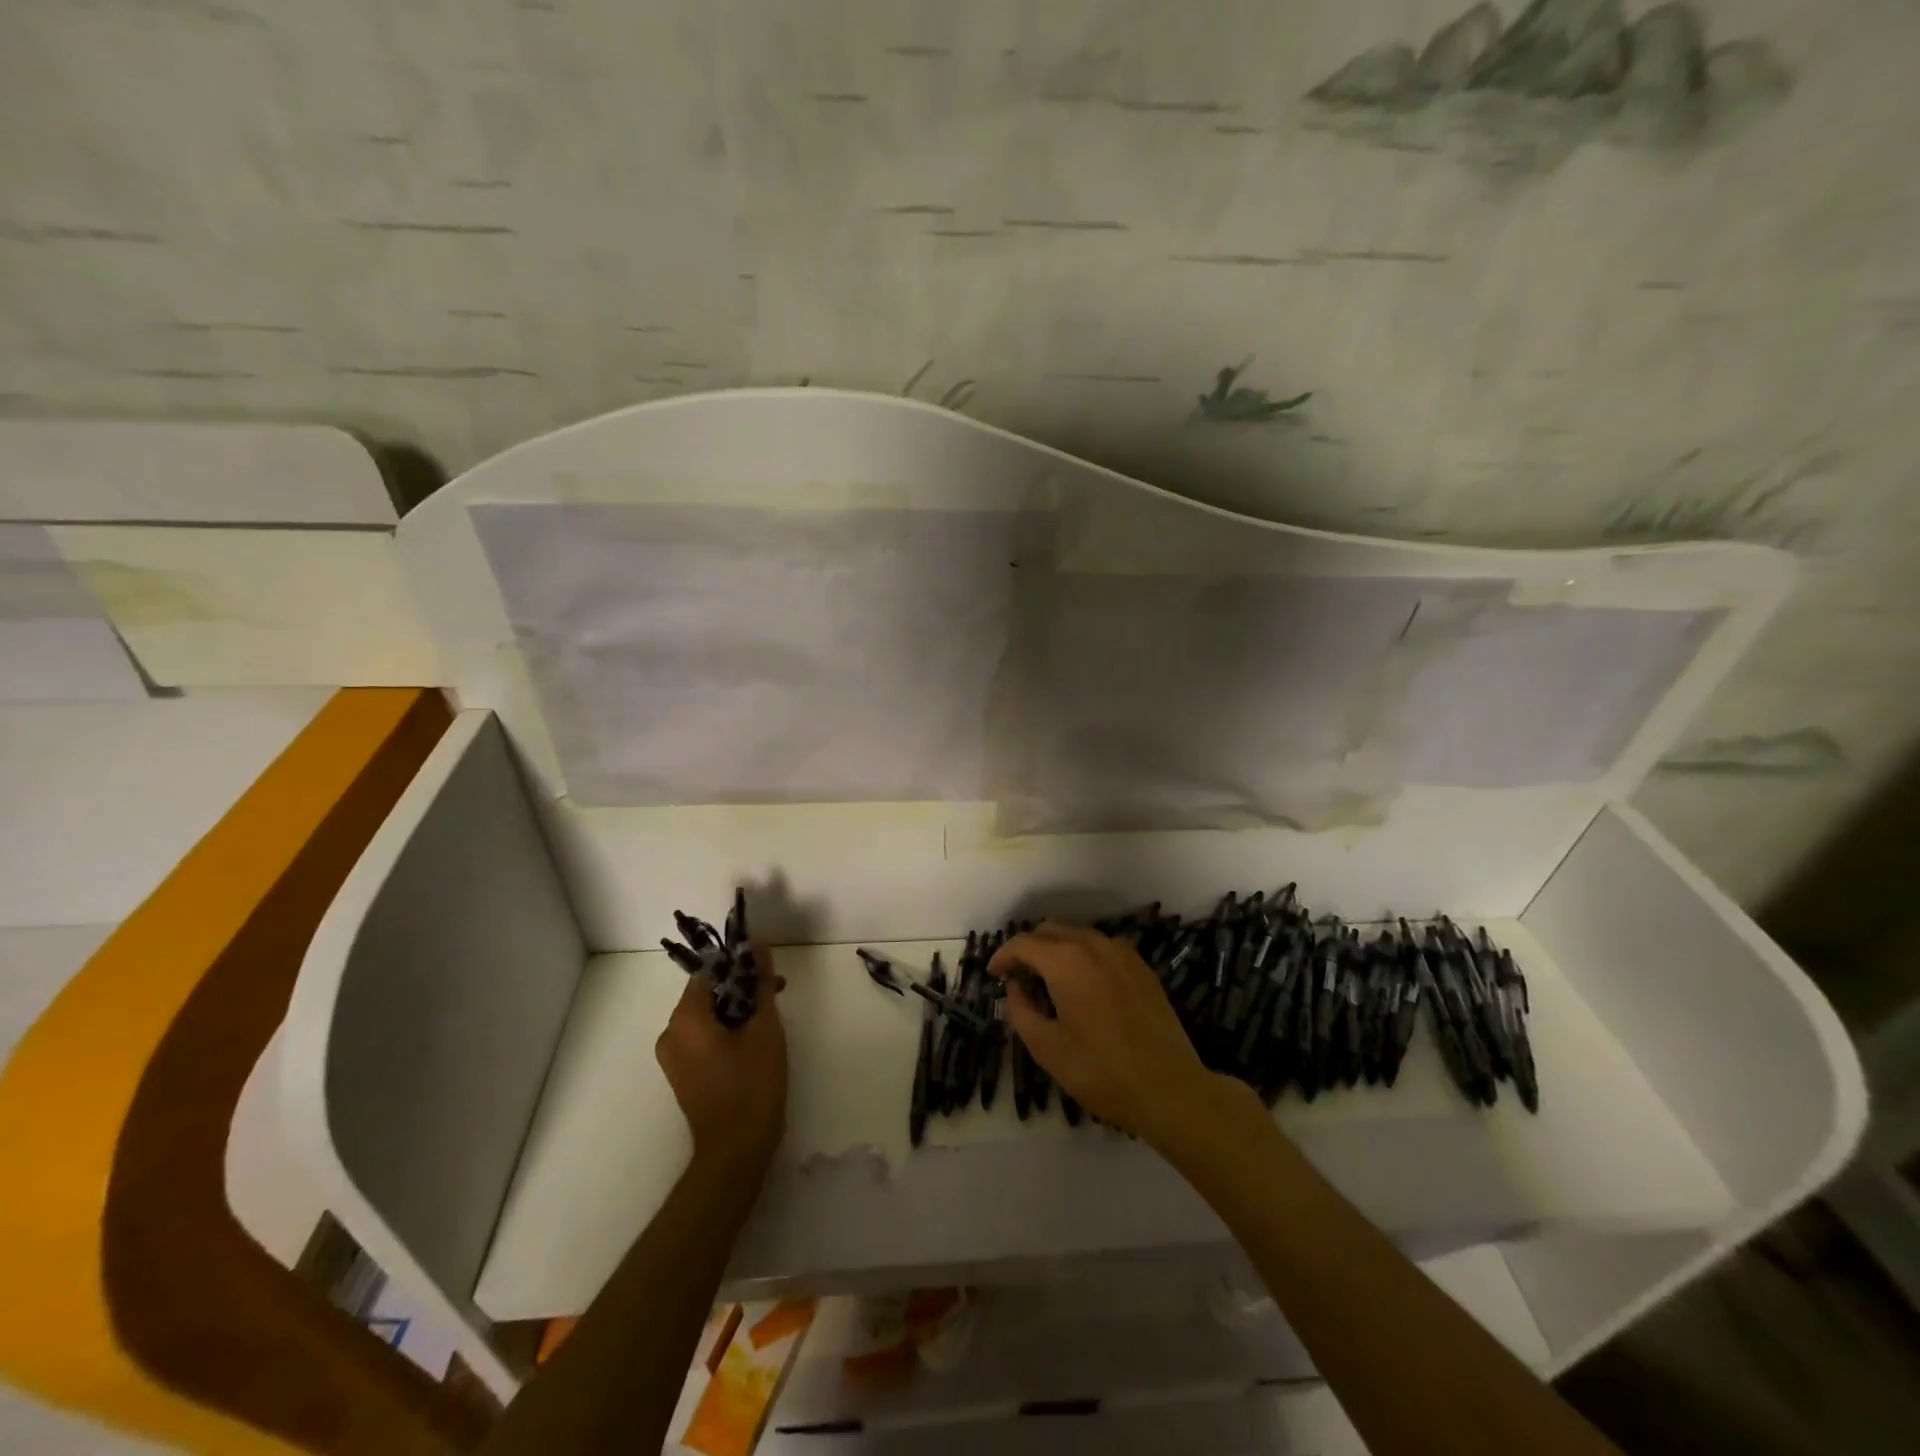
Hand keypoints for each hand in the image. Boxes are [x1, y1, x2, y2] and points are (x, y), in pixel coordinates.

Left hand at [655, 942, 786, 1170]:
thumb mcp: (765, 1027)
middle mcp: (670, 1033)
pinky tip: (754, 1038)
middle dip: (742, 987)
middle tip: (775, 990)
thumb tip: (758, 945)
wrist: (736, 1151)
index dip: (740, 964)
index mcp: (685, 1018)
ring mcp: (673, 1056)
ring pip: (707, 1015)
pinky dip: (727, 1029)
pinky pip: (703, 1036)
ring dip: (737, 1008)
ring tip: (770, 1015)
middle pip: (707, 992)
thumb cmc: (752, 1085)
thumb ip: (760, 983)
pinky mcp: (682, 1073)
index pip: (709, 971)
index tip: (767, 968)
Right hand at [988, 921, 1231, 1145]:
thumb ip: (1021, 1011)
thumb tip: (1015, 988)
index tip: (993, 974)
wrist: (1170, 1088)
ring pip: (1078, 934)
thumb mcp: (1047, 1048)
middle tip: (1018, 976)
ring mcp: (1123, 953)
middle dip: (1029, 947)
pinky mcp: (1142, 968)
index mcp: (1066, 960)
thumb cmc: (1101, 1070)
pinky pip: (1103, 947)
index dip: (1003, 955)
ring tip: (1048, 980)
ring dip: (1057, 948)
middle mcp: (1094, 945)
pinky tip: (1083, 985)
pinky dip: (1083, 955)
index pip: (1024, 943)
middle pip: (1051, 930)